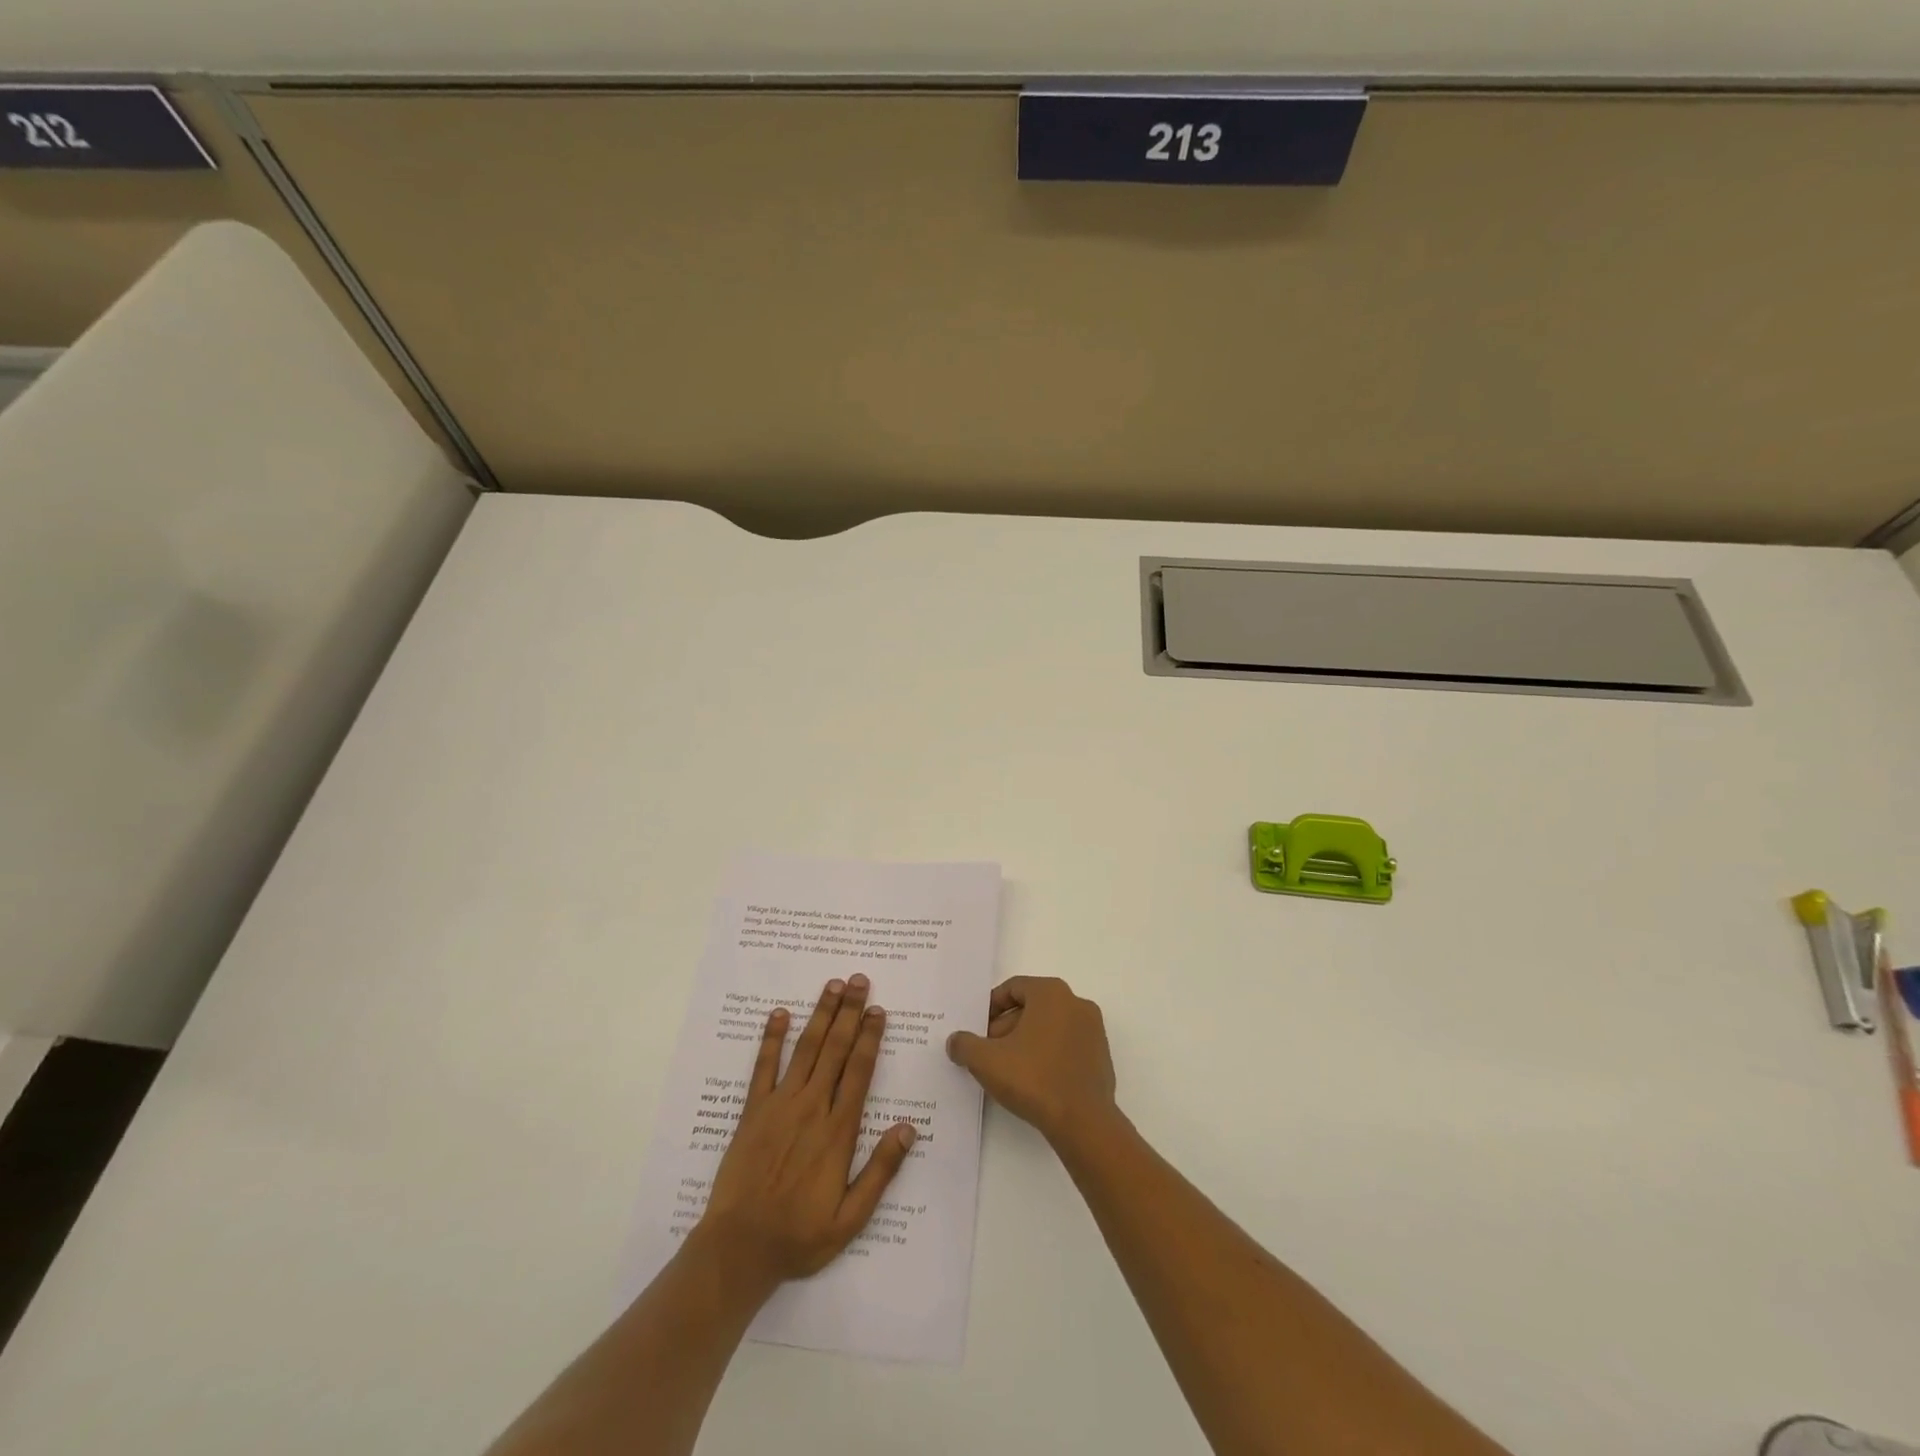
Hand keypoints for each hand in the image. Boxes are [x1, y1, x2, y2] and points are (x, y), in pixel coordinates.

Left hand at [696, 974, 917, 1289]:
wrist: (739, 1248)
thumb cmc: (799, 1235)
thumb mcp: (851, 1218)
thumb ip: (880, 1171)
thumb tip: (908, 1129)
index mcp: (838, 1131)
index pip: (858, 1071)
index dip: (869, 1037)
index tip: (877, 1010)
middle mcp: (811, 1108)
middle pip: (834, 1049)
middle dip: (848, 1012)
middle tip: (858, 980)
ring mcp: (779, 1106)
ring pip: (805, 1049)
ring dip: (820, 1015)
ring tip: (831, 985)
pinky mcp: (753, 1112)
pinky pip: (763, 1067)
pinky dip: (771, 1039)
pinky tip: (778, 1014)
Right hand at [946, 976, 1118, 1147]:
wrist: (1083, 1122)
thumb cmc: (1033, 1079)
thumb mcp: (986, 1061)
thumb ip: (965, 1045)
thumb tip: (955, 1041)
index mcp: (1051, 993)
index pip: (1014, 988)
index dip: (991, 1007)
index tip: (978, 1029)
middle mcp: (1076, 1003)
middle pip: (1032, 1007)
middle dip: (1006, 1027)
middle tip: (988, 1052)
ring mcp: (1093, 1030)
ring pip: (1049, 1027)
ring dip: (1026, 1042)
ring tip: (1008, 1069)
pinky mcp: (1101, 1056)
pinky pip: (1067, 1046)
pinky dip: (1048, 1055)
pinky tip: (1034, 1081)